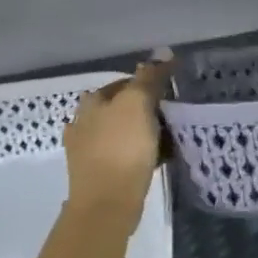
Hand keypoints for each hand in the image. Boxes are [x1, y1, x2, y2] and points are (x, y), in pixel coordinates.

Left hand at [64, 62, 169, 223]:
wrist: (106, 204)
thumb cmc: (122, 149)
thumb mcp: (138, 105)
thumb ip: (149, 78)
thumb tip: (162, 53)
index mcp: (92, 102)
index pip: (125, 82)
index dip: (149, 84)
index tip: (172, 94)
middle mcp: (84, 122)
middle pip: (122, 107)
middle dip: (146, 109)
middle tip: (173, 117)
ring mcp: (88, 150)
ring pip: (123, 131)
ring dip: (143, 132)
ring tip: (168, 139)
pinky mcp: (98, 174)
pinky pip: (124, 154)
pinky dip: (139, 152)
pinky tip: (155, 159)